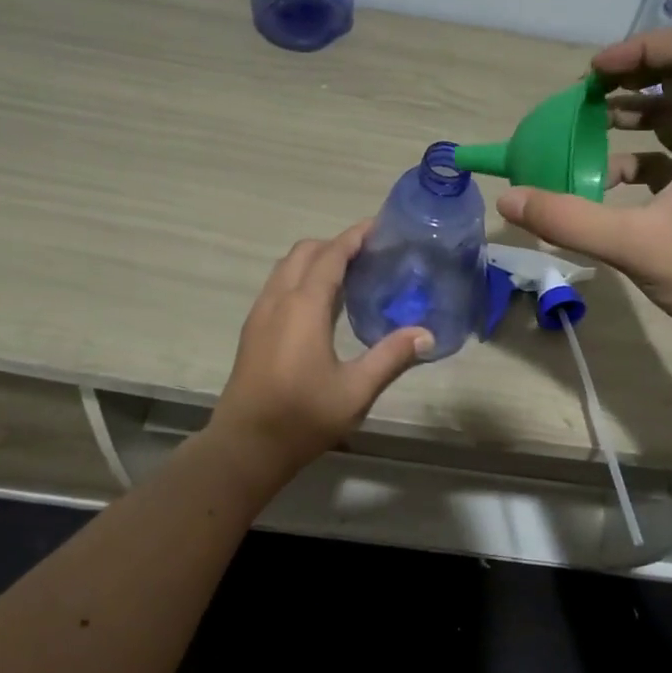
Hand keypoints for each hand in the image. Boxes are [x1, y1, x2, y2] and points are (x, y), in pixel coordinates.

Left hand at [209, 222, 432, 473]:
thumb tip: (426, 334)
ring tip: (349, 273)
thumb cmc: (302, 417)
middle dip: (335, 244)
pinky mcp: (252, 331)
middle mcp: (278, 300)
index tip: (378, 226)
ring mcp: (260, 314)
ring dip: (315, 260)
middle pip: (305, 252)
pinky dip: (300, 278)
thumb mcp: (356, 390)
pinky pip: (278, 286)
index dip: (354, 236)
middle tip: (369, 253)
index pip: (330, 255)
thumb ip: (391, 357)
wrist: (245, 446)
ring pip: (286, 267)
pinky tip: (321, 304)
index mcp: (303, 306)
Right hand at [496, 27, 671, 351]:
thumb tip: (509, 198)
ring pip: (671, 119)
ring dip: (628, 117)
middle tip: (582, 96)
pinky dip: (633, 160)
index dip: (642, 47)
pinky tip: (603, 186)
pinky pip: (667, 158)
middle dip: (627, 78)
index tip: (596, 73)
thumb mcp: (635, 245)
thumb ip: (568, 220)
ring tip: (582, 131)